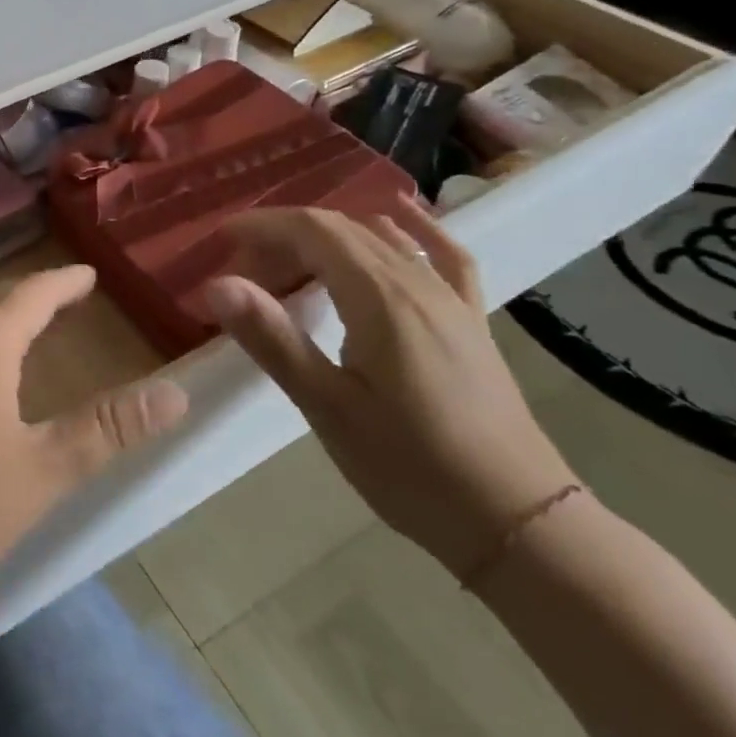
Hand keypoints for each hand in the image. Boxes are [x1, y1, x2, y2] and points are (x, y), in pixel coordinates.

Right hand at [204, 198, 576, 580]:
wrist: (518, 521)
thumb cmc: (411, 467)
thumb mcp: (327, 406)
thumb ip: (272, 338)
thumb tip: (218, 283)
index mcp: (380, 299)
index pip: (313, 231)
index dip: (263, 225)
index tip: (221, 239)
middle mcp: (418, 283)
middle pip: (343, 230)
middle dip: (285, 238)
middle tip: (245, 274)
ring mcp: (450, 300)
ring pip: (381, 240)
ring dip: (328, 240)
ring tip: (289, 268)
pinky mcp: (469, 320)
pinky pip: (443, 256)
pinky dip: (414, 229)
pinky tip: (400, 215)